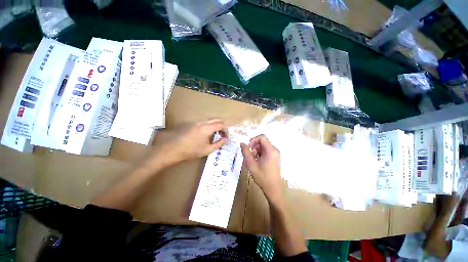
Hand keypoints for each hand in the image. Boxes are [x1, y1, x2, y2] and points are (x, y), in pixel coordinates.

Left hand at [149, 119, 228, 167]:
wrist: (172, 149)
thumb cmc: (191, 151)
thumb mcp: (207, 150)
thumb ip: (219, 144)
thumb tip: (226, 140)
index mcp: (207, 128)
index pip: (222, 125)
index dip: (226, 131)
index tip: (226, 138)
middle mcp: (203, 122)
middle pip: (217, 119)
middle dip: (222, 126)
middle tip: (222, 135)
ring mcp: (196, 122)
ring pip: (210, 120)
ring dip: (216, 126)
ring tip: (215, 135)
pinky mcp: (192, 124)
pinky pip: (204, 122)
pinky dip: (209, 126)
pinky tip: (206, 135)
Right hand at [240, 135, 281, 199]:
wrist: (273, 189)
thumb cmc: (262, 176)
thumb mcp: (251, 164)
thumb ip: (246, 152)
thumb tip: (242, 143)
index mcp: (270, 150)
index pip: (262, 137)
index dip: (253, 140)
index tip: (249, 148)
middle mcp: (274, 150)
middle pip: (262, 142)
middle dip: (254, 146)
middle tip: (250, 155)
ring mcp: (275, 154)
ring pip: (263, 146)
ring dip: (256, 150)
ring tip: (252, 159)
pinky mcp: (274, 158)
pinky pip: (266, 151)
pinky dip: (260, 154)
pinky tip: (256, 161)